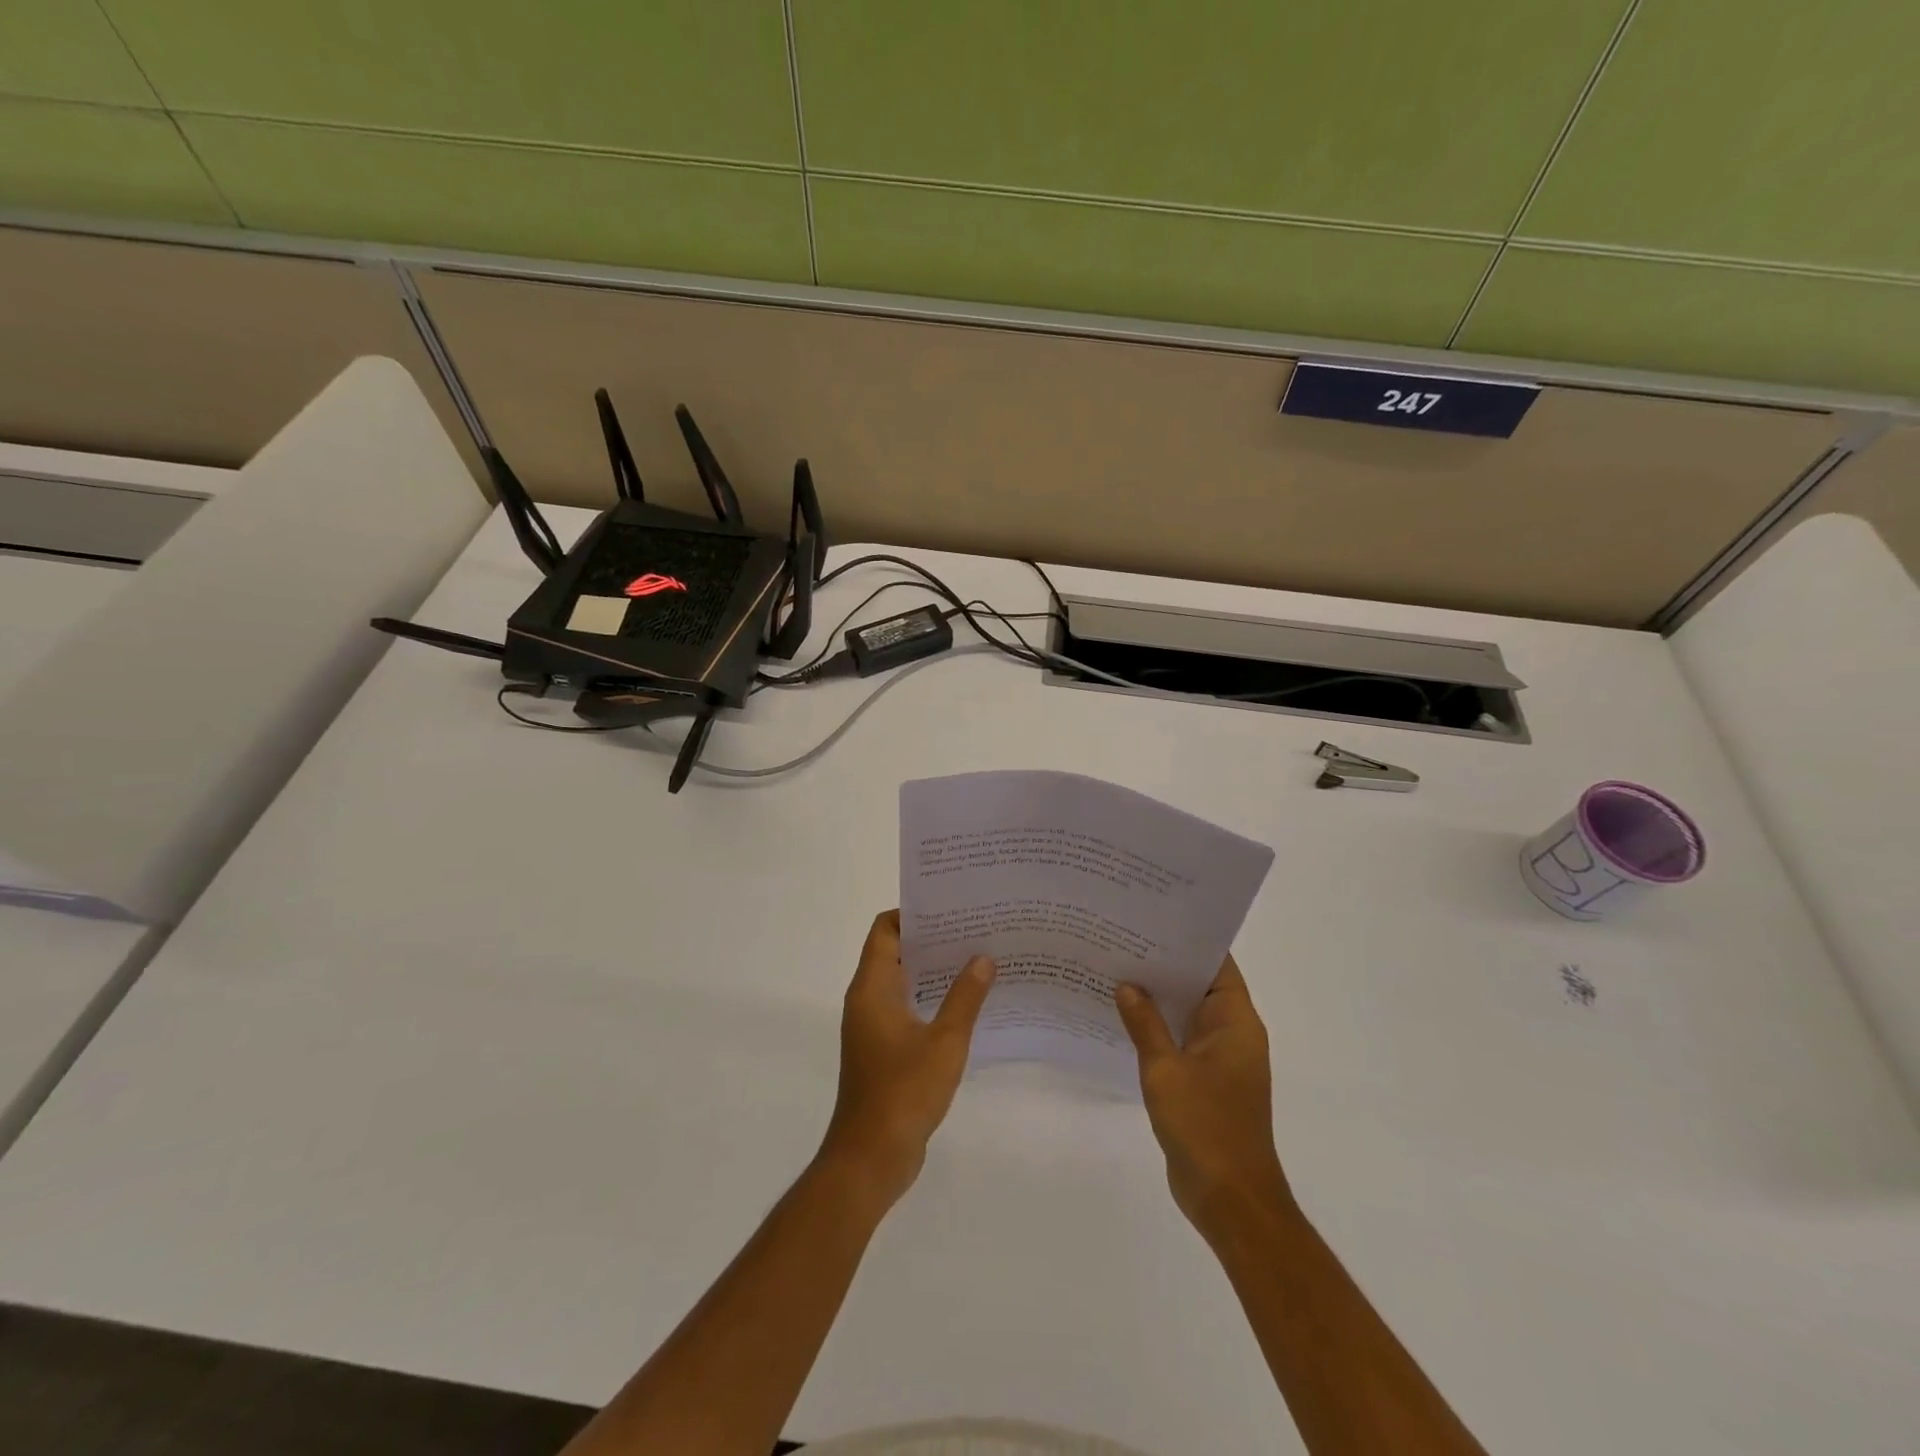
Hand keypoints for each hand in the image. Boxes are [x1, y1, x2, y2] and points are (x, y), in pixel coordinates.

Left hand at [819, 910, 995, 1208]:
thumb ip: (965, 997)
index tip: (950, 908)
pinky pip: (907, 1009)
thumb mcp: (945, 1042)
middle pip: (894, 952)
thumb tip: (983, 957)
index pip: (885, 930)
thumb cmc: (904, 1092)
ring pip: (903, 982)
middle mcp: (867, 1000)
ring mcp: (874, 1026)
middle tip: (974, 929)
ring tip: (977, 960)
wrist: (871, 1158)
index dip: (913, 914)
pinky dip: (931, 999)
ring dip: (934, 971)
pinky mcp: (884, 1050)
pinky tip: (967, 1005)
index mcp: (872, 988)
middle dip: (931, 940)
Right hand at [1116, 956, 1293, 1237]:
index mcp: (1236, 1023)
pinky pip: (1181, 1040)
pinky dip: (1158, 1027)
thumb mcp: (1165, 1070)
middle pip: (1200, 985)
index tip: (1153, 920)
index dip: (1188, 941)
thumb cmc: (1205, 1127)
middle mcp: (1232, 1033)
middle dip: (1165, 966)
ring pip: (1187, 1013)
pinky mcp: (1206, 1080)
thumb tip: (1127, 985)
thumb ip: (1145, 1024)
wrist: (1229, 1199)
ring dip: (1158, 998)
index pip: (1217, 965)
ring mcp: (1220, 1059)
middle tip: (1123, 940)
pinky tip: (1123, 1017)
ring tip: (1116, 969)